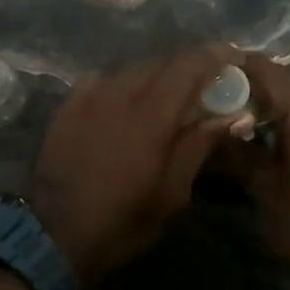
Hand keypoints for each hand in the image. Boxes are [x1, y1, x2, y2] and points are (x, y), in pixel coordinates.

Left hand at [29, 46, 235, 289]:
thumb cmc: (123, 220)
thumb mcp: (173, 192)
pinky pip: (106, 80)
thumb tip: (232, 115)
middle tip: (206, 86)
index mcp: (152, 112)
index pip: (189, 65)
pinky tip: (128, 103)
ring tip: (169, 97)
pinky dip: (126, 85)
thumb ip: (200, 145)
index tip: (234, 59)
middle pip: (163, 63)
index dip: (215, 56)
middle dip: (188, 68)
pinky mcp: (69, 103)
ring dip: (157, 76)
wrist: (55, 234)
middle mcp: (121, 91)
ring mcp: (91, 94)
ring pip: (133, 70)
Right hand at [218, 53, 289, 289]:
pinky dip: (287, 115)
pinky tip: (263, 133)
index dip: (234, 68)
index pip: (265, 69)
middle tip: (216, 98)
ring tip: (235, 116)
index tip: (205, 77)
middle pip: (283, 79)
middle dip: (251, 85)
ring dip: (269, 101)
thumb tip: (210, 128)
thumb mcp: (263, 188)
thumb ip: (236, 150)